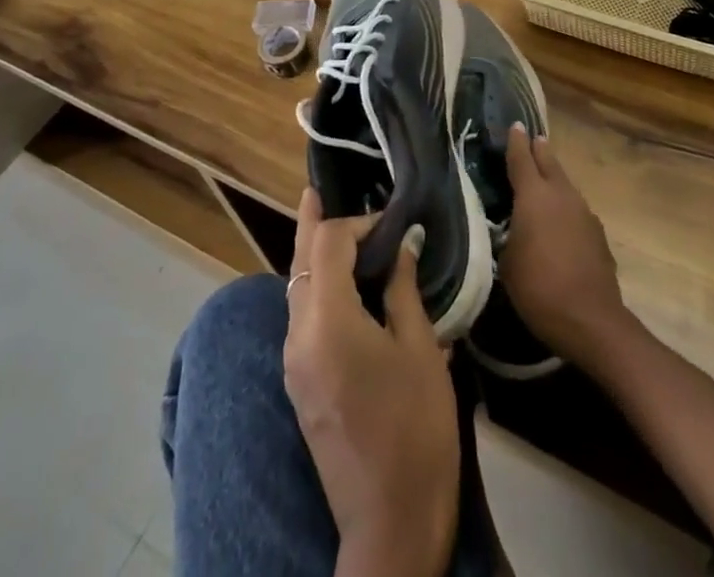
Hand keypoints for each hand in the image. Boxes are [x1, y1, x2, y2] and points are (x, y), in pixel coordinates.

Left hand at [283, 189, 459, 576]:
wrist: (390, 524)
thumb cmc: (416, 429)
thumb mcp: (420, 350)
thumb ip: (403, 289)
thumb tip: (403, 243)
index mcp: (327, 322)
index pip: (327, 243)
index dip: (357, 221)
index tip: (391, 219)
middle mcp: (298, 336)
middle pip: (300, 261)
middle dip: (314, 224)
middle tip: (317, 189)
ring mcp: (293, 363)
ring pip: (295, 288)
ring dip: (313, 256)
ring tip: (333, 228)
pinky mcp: (299, 384)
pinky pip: (300, 317)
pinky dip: (316, 287)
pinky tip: (339, 281)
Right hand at [501, 124, 631, 369]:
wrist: (590, 319)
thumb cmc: (538, 288)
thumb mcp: (507, 262)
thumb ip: (509, 235)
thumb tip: (514, 228)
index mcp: (533, 196)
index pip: (521, 159)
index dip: (516, 142)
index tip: (515, 125)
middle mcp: (561, 195)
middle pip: (549, 163)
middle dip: (539, 151)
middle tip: (534, 139)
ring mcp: (583, 212)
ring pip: (565, 186)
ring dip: (554, 179)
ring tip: (545, 178)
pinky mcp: (598, 234)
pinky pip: (576, 210)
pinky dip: (566, 207)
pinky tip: (562, 220)